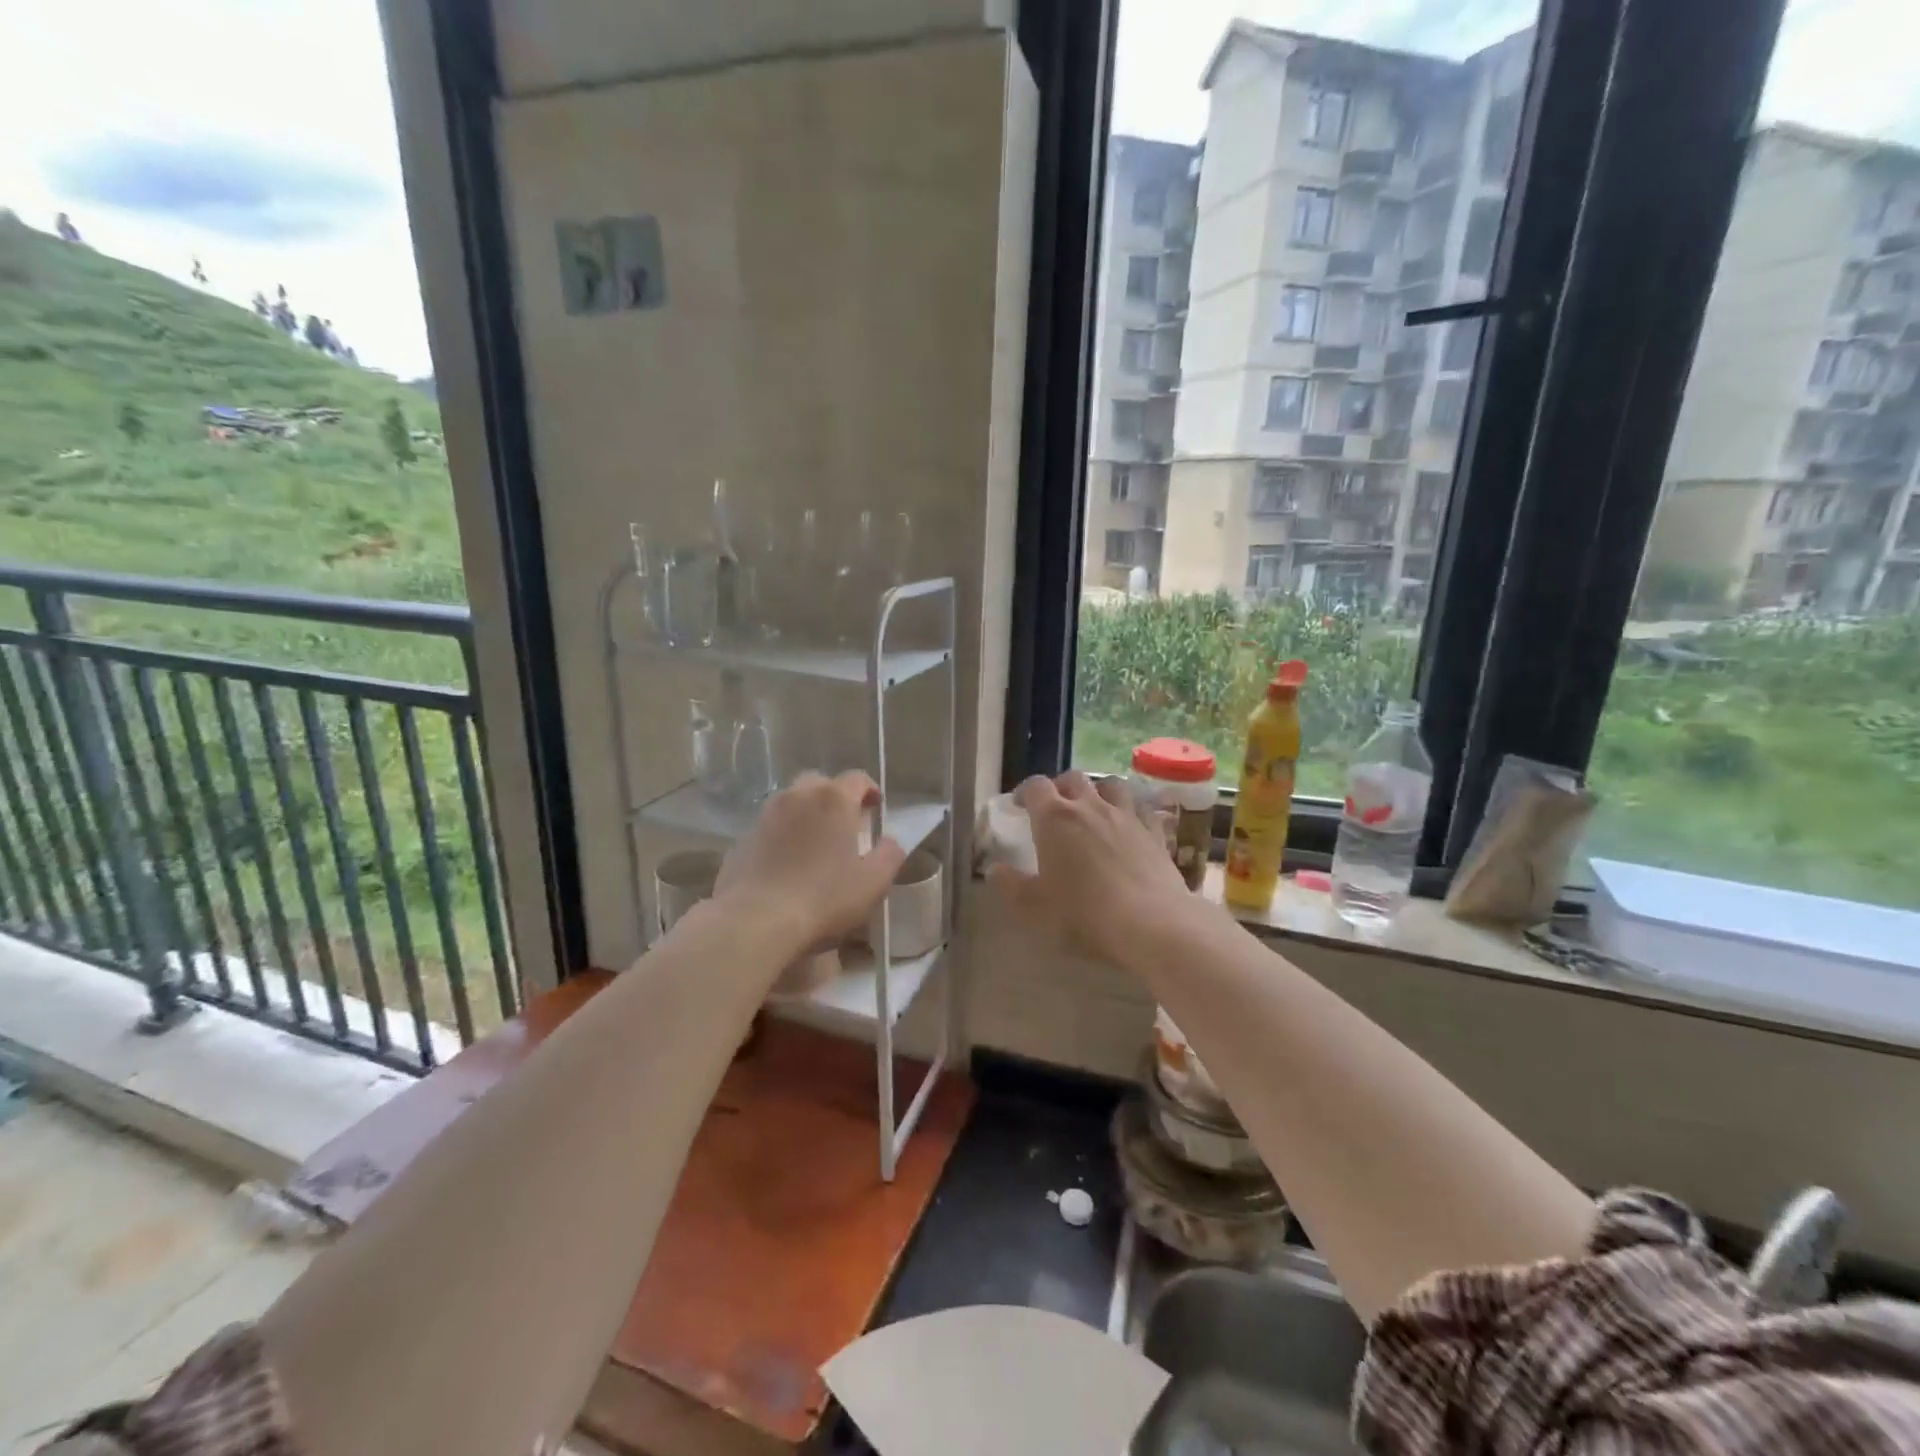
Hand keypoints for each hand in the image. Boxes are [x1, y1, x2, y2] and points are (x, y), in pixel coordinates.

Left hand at [714, 771, 905, 955]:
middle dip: (835, 798)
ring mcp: (765, 815)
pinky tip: (786, 865)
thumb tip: (890, 841)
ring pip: (791, 802)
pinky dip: (782, 836)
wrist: (755, 921)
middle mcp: (798, 796)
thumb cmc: (824, 898)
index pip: (857, 778)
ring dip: (806, 815)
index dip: (869, 790)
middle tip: (845, 824)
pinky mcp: (742, 839)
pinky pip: (769, 828)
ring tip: (815, 844)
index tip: (875, 809)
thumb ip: (889, 855)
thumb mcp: (873, 882)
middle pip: (821, 784)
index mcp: (834, 800)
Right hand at [992, 773, 1196, 966]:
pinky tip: (1130, 825)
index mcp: (1055, 818)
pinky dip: (1131, 810)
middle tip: (1055, 807)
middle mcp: (1090, 806)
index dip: (1026, 792)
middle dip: (1060, 787)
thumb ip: (1010, 885)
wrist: (1151, 925)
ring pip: (1111, 784)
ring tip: (1094, 807)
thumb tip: (995, 868)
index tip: (1020, 805)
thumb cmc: (1083, 915)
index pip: (1036, 786)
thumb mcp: (1033, 907)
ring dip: (1098, 790)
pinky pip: (1141, 808)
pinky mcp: (1155, 832)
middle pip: (1073, 778)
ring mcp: (1127, 816)